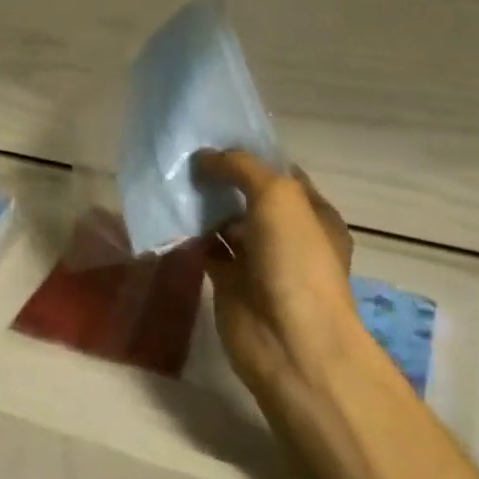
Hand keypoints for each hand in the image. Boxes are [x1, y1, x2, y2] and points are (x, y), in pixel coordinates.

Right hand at [194, 150, 374, 413]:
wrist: (289, 341)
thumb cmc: (295, 261)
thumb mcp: (278, 196)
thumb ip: (241, 168)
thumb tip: (205, 156)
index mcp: (312, 213)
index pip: (279, 173)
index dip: (249, 155)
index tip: (211, 137)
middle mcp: (287, 235)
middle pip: (248, 197)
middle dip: (220, 178)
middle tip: (182, 157)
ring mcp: (258, 261)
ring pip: (225, 223)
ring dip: (202, 206)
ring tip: (168, 181)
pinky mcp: (229, 283)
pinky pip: (207, 250)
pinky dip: (189, 236)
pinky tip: (167, 217)